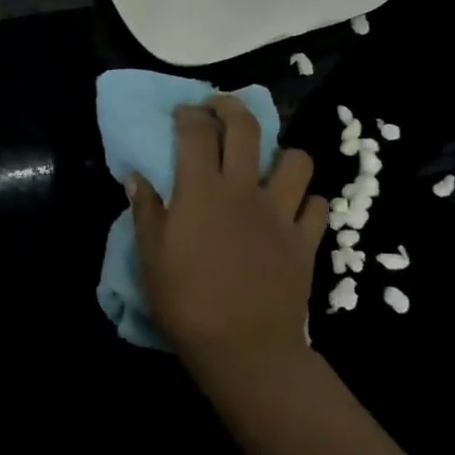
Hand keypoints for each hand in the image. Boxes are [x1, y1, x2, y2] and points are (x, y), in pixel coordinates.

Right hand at [129, 95, 325, 366]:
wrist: (244, 348)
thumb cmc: (187, 303)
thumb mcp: (151, 258)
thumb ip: (146, 211)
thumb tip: (137, 177)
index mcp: (202, 191)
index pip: (196, 132)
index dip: (189, 114)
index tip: (183, 112)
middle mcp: (244, 190)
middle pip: (246, 128)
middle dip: (231, 106)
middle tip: (219, 107)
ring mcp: (281, 213)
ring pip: (296, 160)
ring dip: (282, 154)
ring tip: (268, 164)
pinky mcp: (306, 239)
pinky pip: (317, 205)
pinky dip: (307, 201)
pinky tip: (293, 209)